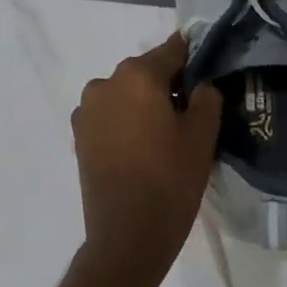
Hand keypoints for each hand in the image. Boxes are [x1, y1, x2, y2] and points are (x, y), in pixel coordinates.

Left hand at [72, 33, 221, 284]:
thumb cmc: (170, 181)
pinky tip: (142, 148)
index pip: (172, 51)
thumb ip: (207, 99)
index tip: (208, 72)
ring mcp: (87, 110)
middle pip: (145, 72)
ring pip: (125, 94)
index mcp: (138, 76)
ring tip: (164, 136)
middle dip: (167, 85)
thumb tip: (201, 85)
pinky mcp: (79, 136)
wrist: (126, 235)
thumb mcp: (202, 137)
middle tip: (191, 113)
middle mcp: (106, 83)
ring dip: (143, 104)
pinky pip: (109, 116)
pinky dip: (126, 122)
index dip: (193, 59)